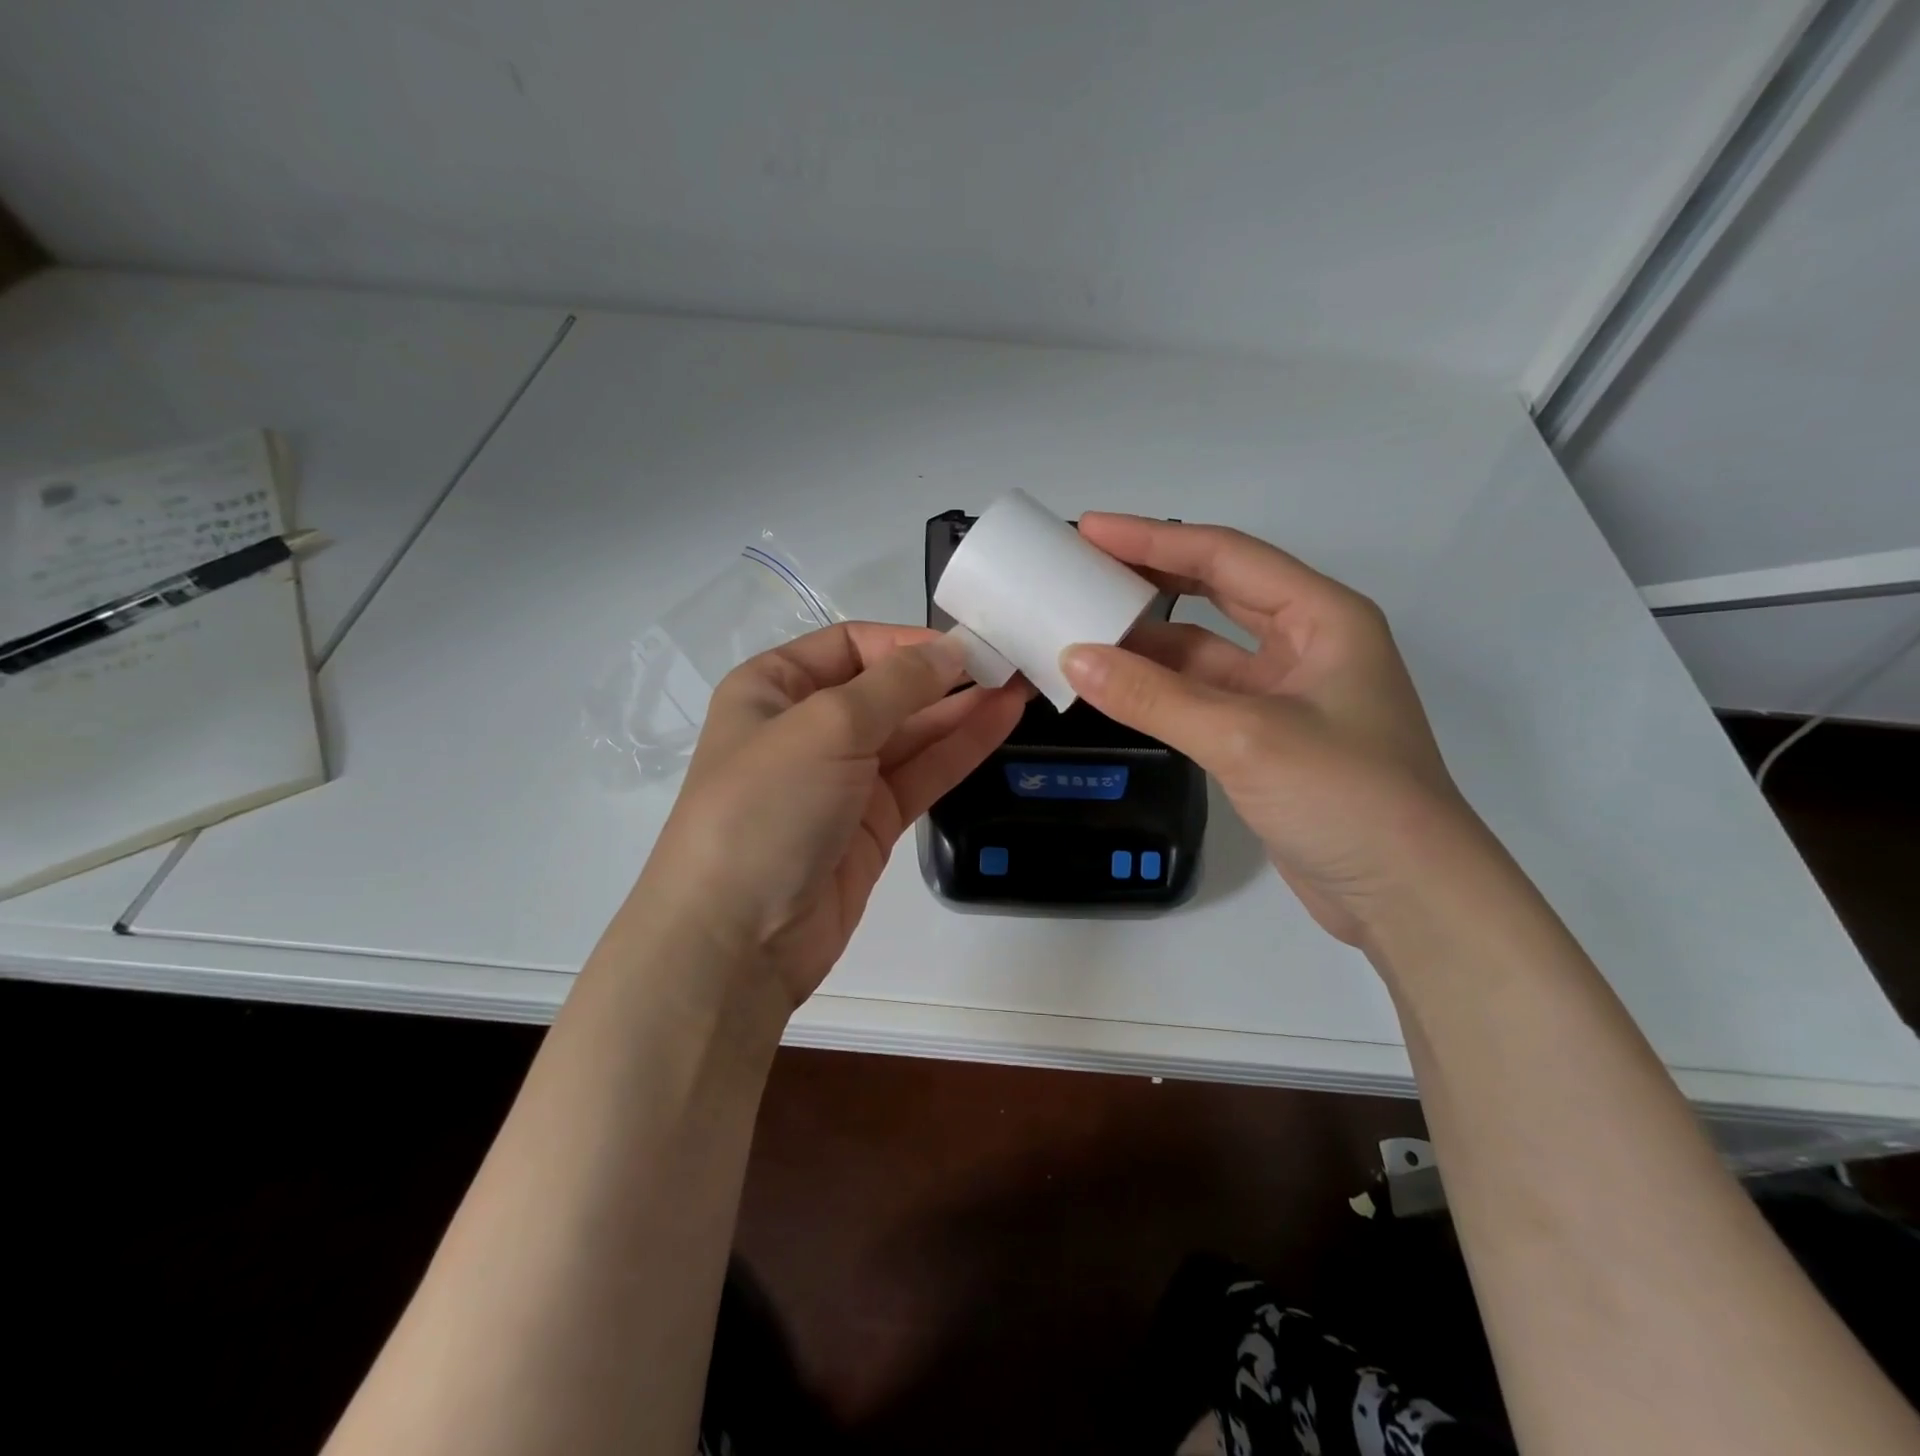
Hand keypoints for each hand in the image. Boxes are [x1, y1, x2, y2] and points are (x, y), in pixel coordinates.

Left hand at [636, 623, 1026, 1005]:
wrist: (737, 940)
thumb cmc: (766, 809)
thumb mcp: (825, 726)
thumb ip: (897, 684)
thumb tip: (952, 650)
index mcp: (774, 689)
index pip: (851, 645)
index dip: (907, 642)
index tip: (966, 645)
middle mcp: (807, 727)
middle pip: (886, 688)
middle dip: (945, 675)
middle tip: (1010, 661)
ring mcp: (843, 778)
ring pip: (912, 733)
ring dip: (963, 709)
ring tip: (1020, 684)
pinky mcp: (872, 823)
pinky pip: (922, 774)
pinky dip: (960, 748)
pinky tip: (1002, 721)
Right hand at [1060, 515, 1479, 944]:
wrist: (1407, 897)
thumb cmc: (1345, 796)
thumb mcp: (1245, 736)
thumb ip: (1154, 696)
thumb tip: (1074, 658)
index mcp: (1322, 617)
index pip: (1225, 556)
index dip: (1153, 539)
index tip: (1089, 529)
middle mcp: (1307, 644)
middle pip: (1217, 592)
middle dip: (1151, 577)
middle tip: (1082, 568)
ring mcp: (1287, 694)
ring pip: (1205, 650)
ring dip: (1149, 640)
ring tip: (1084, 626)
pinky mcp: (1268, 738)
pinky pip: (1202, 696)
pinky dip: (1160, 689)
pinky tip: (1116, 686)